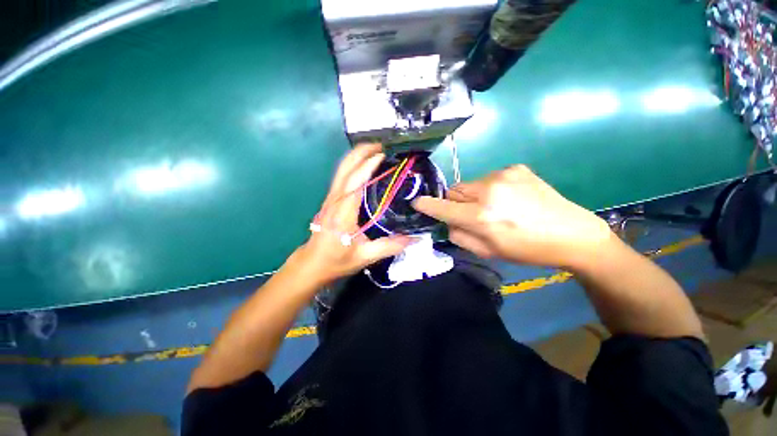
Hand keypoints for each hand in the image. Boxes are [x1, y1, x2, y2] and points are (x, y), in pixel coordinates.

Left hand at [294, 143, 412, 285]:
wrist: (312, 263)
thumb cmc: (336, 260)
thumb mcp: (365, 256)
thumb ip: (390, 246)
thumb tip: (415, 238)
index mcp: (343, 212)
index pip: (356, 181)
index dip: (369, 165)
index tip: (385, 154)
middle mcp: (335, 200)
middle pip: (345, 168)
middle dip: (361, 152)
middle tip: (382, 145)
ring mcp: (331, 198)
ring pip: (341, 169)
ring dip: (357, 156)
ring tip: (375, 150)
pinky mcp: (330, 199)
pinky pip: (341, 176)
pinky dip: (353, 165)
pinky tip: (365, 166)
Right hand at [412, 165, 613, 271]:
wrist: (572, 233)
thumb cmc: (527, 249)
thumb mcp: (488, 252)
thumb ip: (460, 236)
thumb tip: (447, 222)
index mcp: (481, 216)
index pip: (442, 207)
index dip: (427, 205)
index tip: (416, 202)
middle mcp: (488, 190)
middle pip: (454, 191)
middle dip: (455, 202)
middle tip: (470, 214)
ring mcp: (503, 175)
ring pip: (470, 184)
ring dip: (472, 195)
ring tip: (493, 206)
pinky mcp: (515, 168)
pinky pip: (489, 178)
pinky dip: (490, 188)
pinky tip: (508, 197)